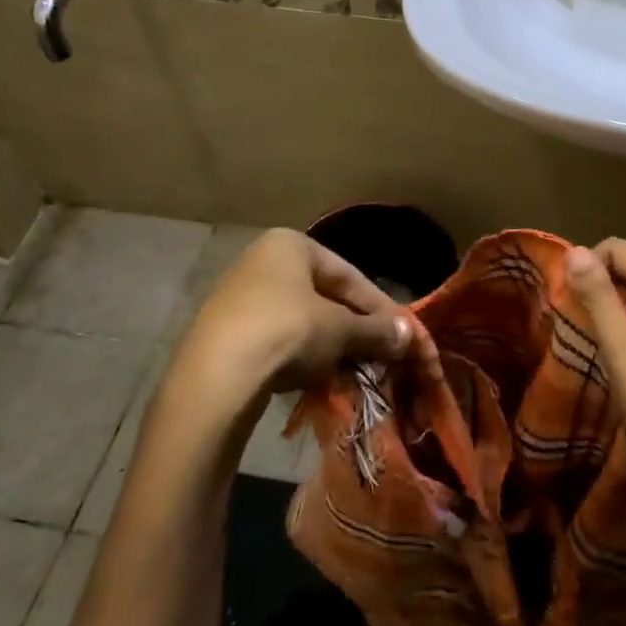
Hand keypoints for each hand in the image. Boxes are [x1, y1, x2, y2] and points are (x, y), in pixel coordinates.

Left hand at [170, 229, 409, 426]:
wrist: (215, 380)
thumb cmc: (287, 333)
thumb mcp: (340, 330)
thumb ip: (376, 330)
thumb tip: (409, 335)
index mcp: (291, 244)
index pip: (351, 275)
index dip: (381, 308)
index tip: (404, 334)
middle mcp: (262, 261)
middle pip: (325, 296)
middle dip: (356, 327)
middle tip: (382, 353)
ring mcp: (239, 297)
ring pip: (302, 320)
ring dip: (331, 345)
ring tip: (354, 369)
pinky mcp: (225, 333)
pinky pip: (277, 340)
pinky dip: (301, 356)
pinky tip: (316, 378)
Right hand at [565, 239, 625, 491]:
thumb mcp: (624, 349)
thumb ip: (599, 297)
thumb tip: (575, 250)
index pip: (618, 249)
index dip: (586, 268)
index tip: (564, 303)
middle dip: (599, 290)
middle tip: (573, 327)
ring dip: (614, 314)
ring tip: (592, 345)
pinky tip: (622, 363)